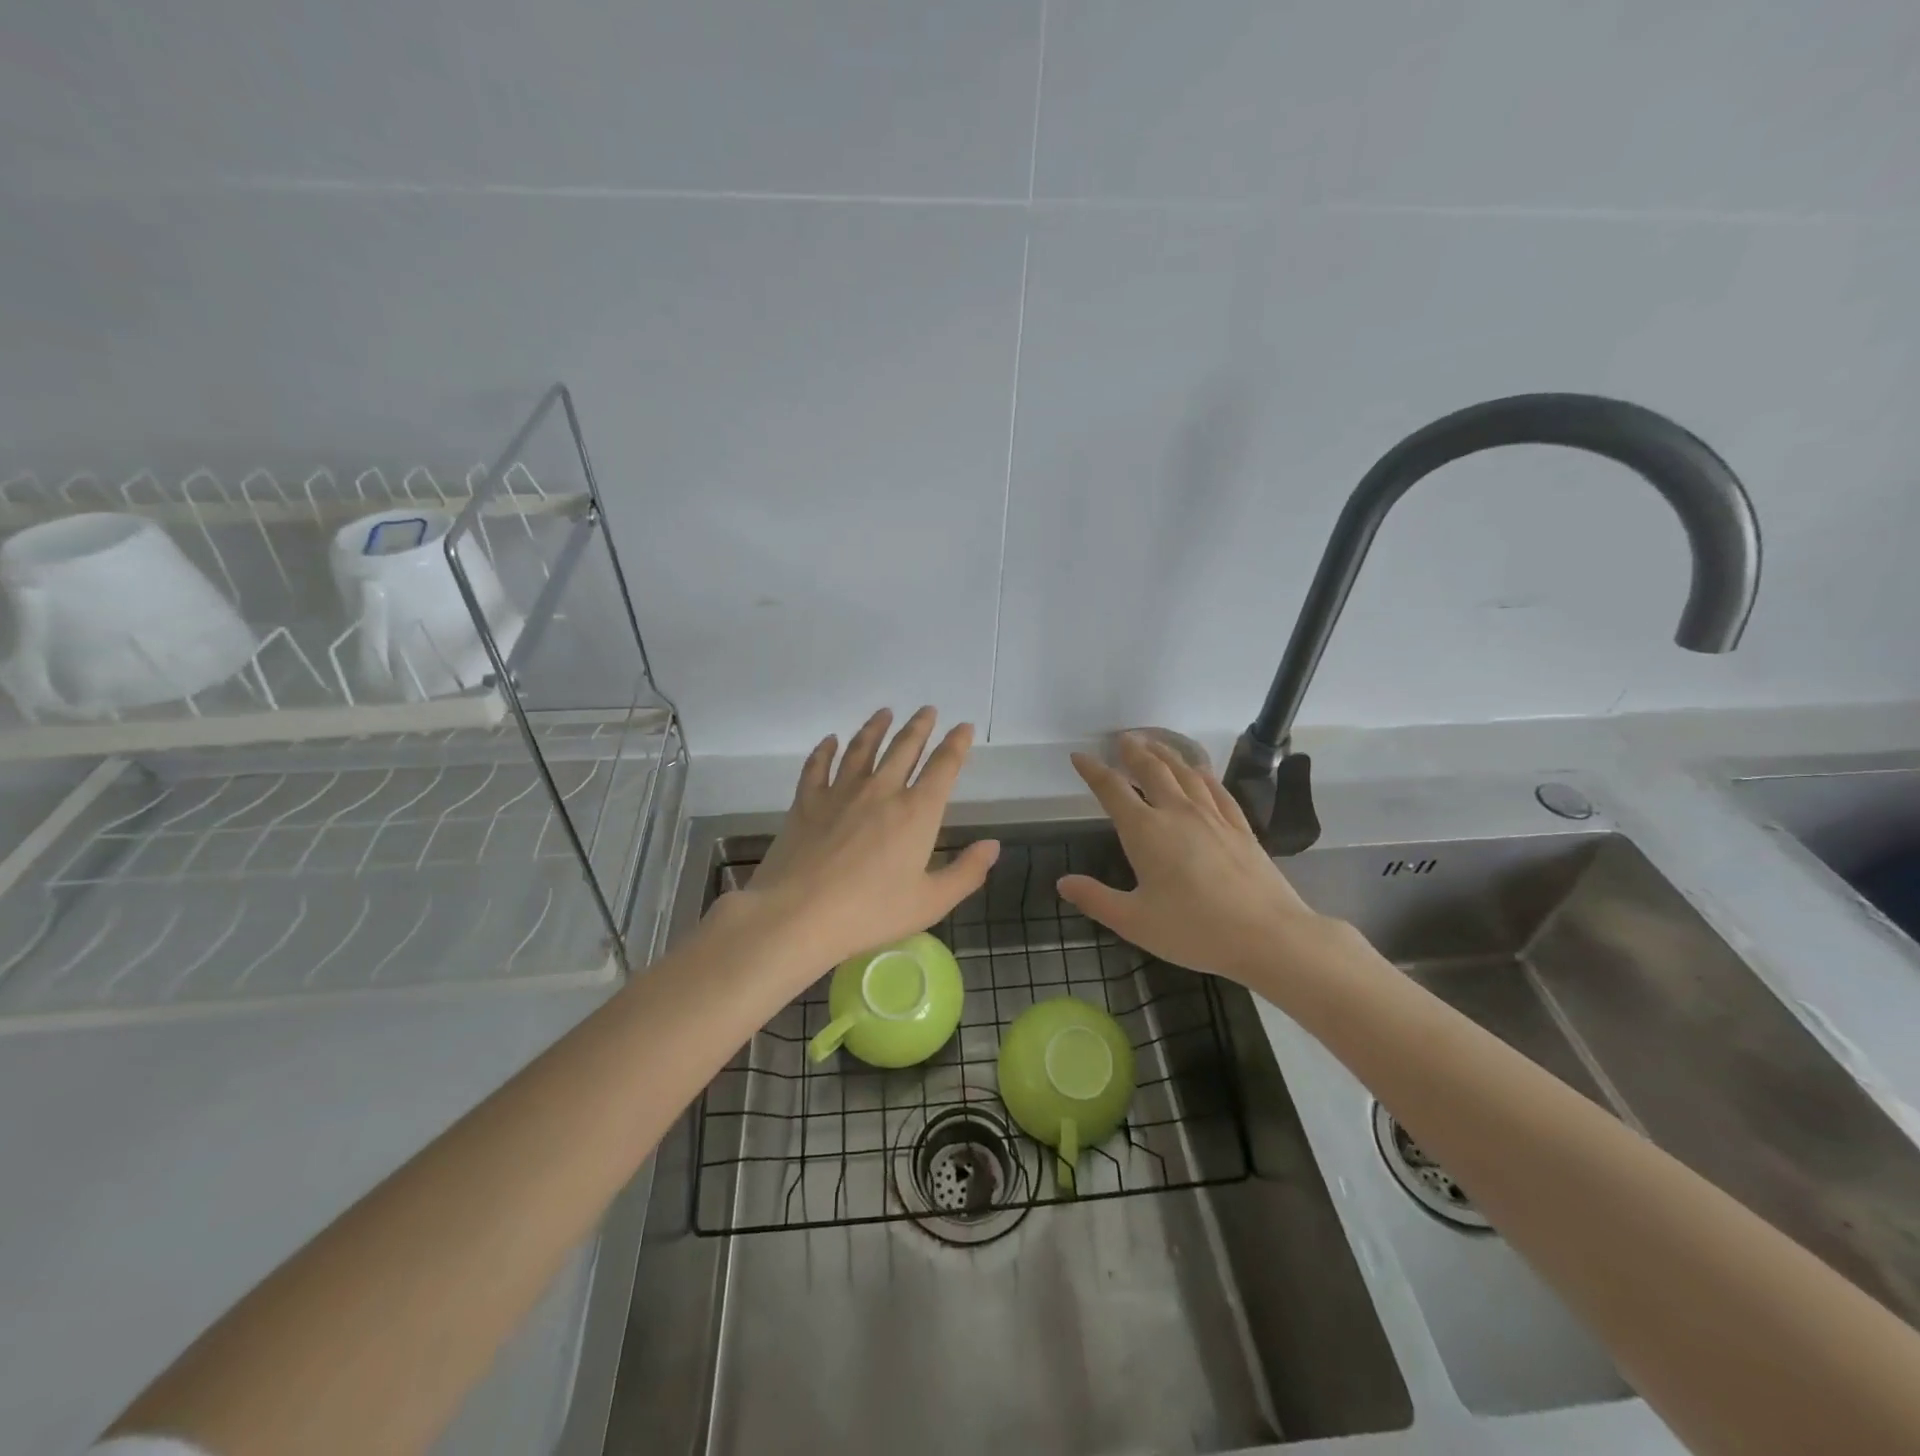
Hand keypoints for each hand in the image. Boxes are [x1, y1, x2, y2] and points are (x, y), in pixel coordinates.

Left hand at [714, 707, 999, 981]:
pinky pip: (818, 766)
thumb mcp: (930, 902)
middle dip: (919, 726)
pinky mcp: (807, 802)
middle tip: (928, 710)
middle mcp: (881, 791)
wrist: (798, 914)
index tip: (964, 726)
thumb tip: (993, 845)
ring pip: (862, 748)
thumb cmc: (870, 913)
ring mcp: (841, 792)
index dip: (957, 744)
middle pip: (904, 748)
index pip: (943, 767)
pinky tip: (830, 741)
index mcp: (917, 812)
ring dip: (876, 727)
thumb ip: (966, 872)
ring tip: (885, 713)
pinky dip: (826, 750)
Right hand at [1058, 734, 1332, 982]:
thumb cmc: (1194, 930)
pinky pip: (1217, 789)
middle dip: (1133, 751)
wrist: (1268, 936)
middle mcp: (1177, 812)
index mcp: (1145, 831)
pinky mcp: (1240, 827)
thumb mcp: (1134, 921)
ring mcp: (1212, 816)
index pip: (1112, 790)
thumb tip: (1063, 883)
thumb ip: (1096, 899)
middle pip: (1152, 769)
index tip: (1079, 757)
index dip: (1092, 771)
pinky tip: (1200, 770)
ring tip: (1154, 743)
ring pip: (1185, 772)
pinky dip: (1202, 773)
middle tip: (1122, 738)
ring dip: (1166, 753)